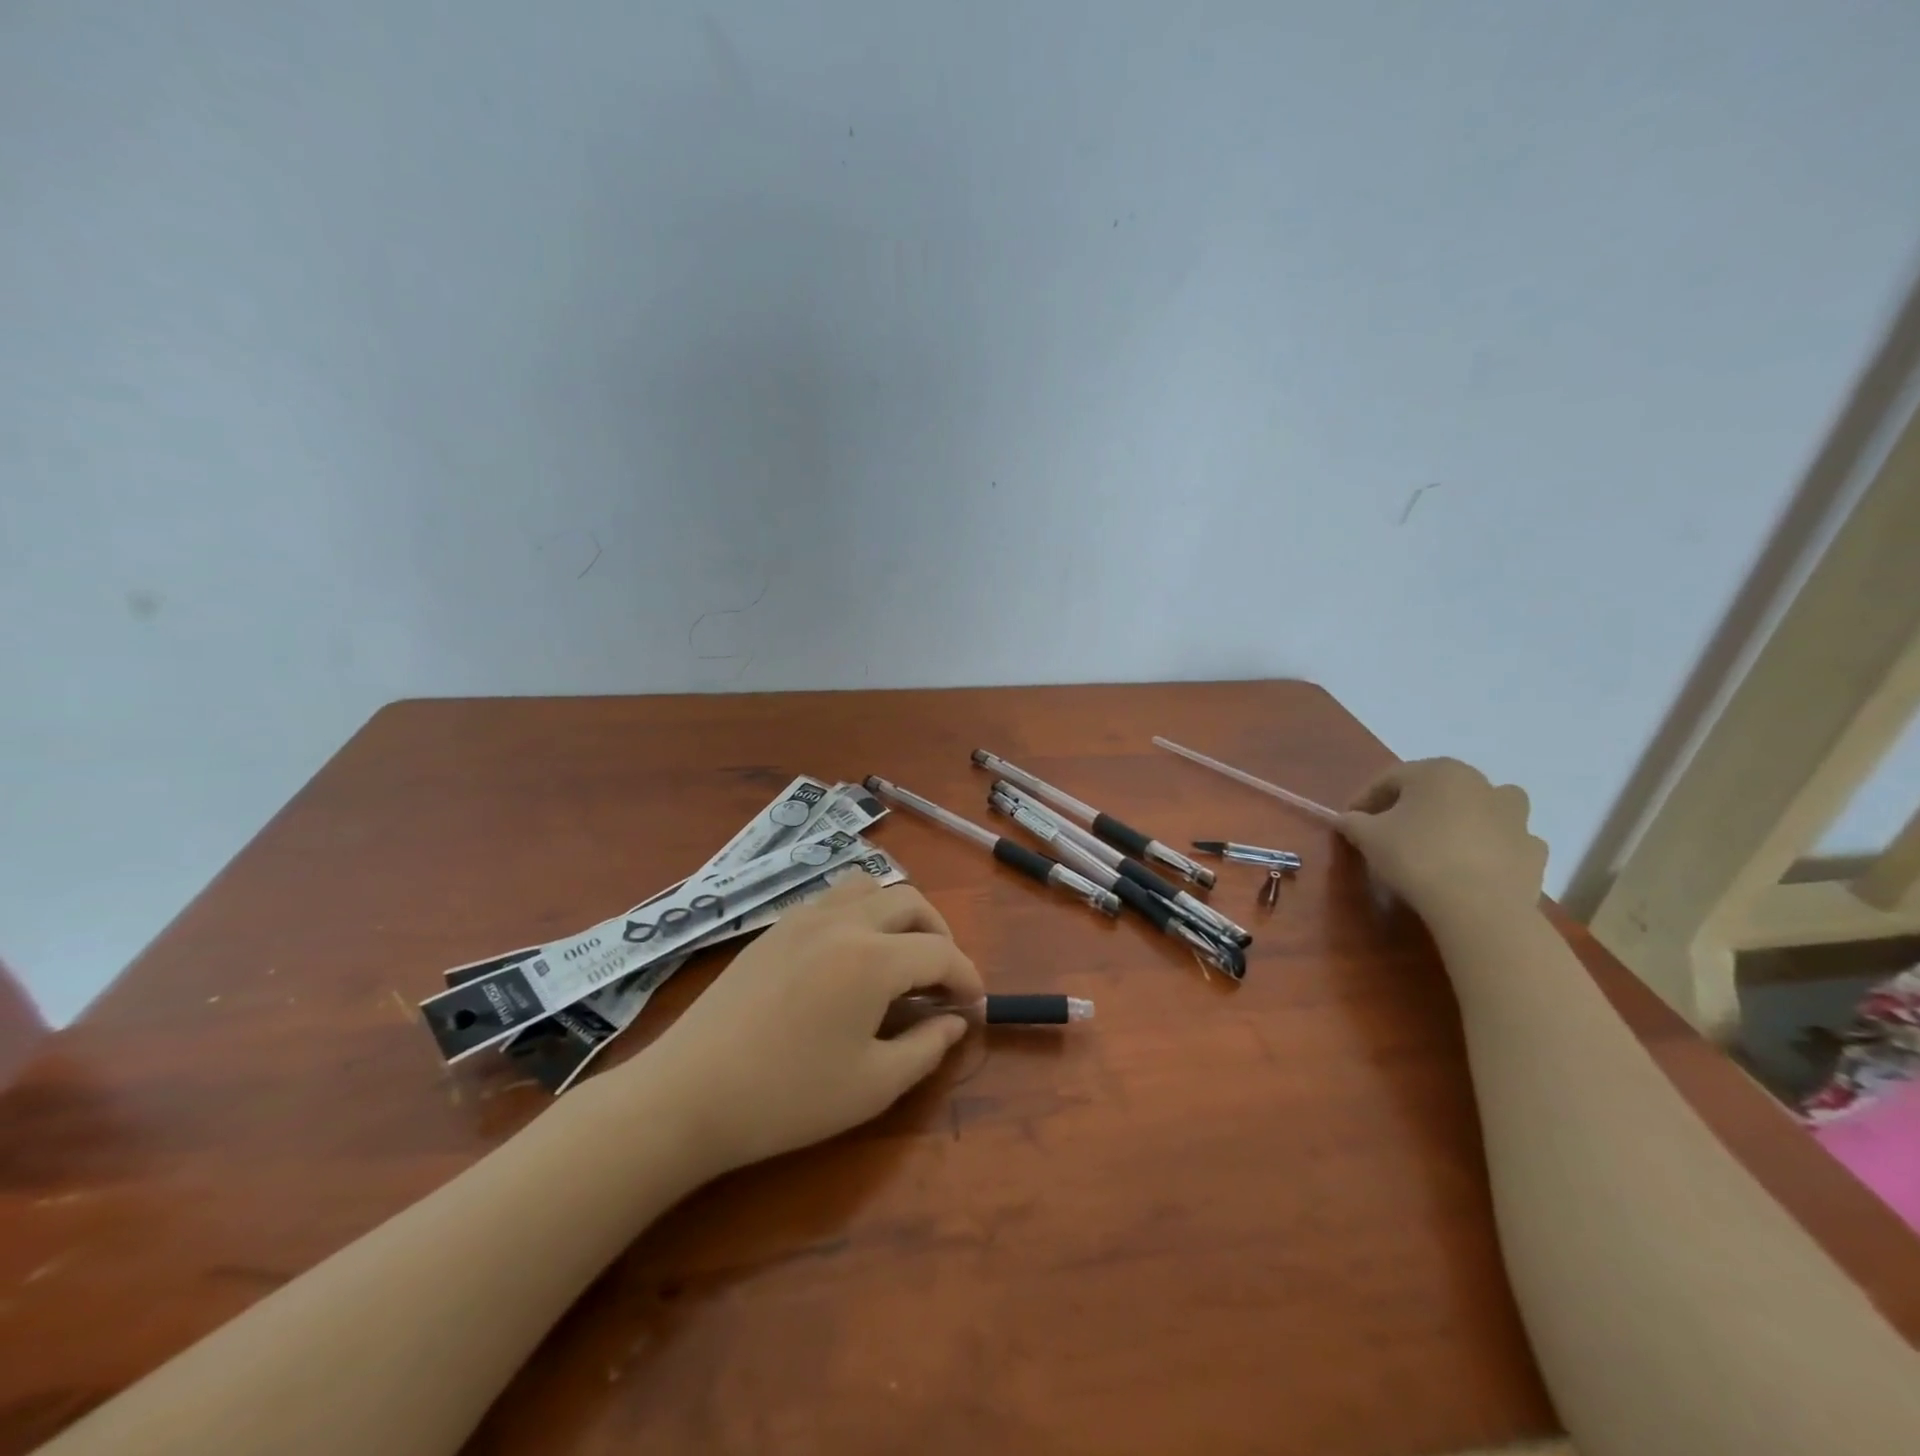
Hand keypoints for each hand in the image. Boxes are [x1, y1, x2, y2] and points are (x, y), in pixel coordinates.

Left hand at [634, 876, 983, 1174]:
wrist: (689, 1093)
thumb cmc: (788, 1097)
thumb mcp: (872, 1085)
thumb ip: (926, 1047)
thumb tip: (954, 1022)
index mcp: (874, 958)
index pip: (941, 952)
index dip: (968, 977)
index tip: (976, 1005)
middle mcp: (844, 921)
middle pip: (911, 902)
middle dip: (939, 934)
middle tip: (942, 979)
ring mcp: (805, 916)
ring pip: (869, 886)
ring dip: (898, 912)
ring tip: (900, 955)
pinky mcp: (776, 926)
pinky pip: (834, 897)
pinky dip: (861, 912)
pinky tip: (851, 954)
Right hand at [1337, 759, 1547, 923]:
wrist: (1479, 906)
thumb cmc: (1417, 857)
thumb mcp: (1368, 836)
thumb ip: (1353, 822)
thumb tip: (1347, 819)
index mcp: (1438, 771)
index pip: (1389, 779)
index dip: (1364, 799)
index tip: (1350, 821)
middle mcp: (1481, 783)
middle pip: (1435, 790)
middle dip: (1410, 807)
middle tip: (1388, 832)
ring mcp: (1515, 816)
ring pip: (1480, 808)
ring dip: (1460, 819)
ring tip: (1439, 843)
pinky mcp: (1533, 850)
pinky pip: (1504, 840)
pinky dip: (1489, 847)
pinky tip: (1472, 866)